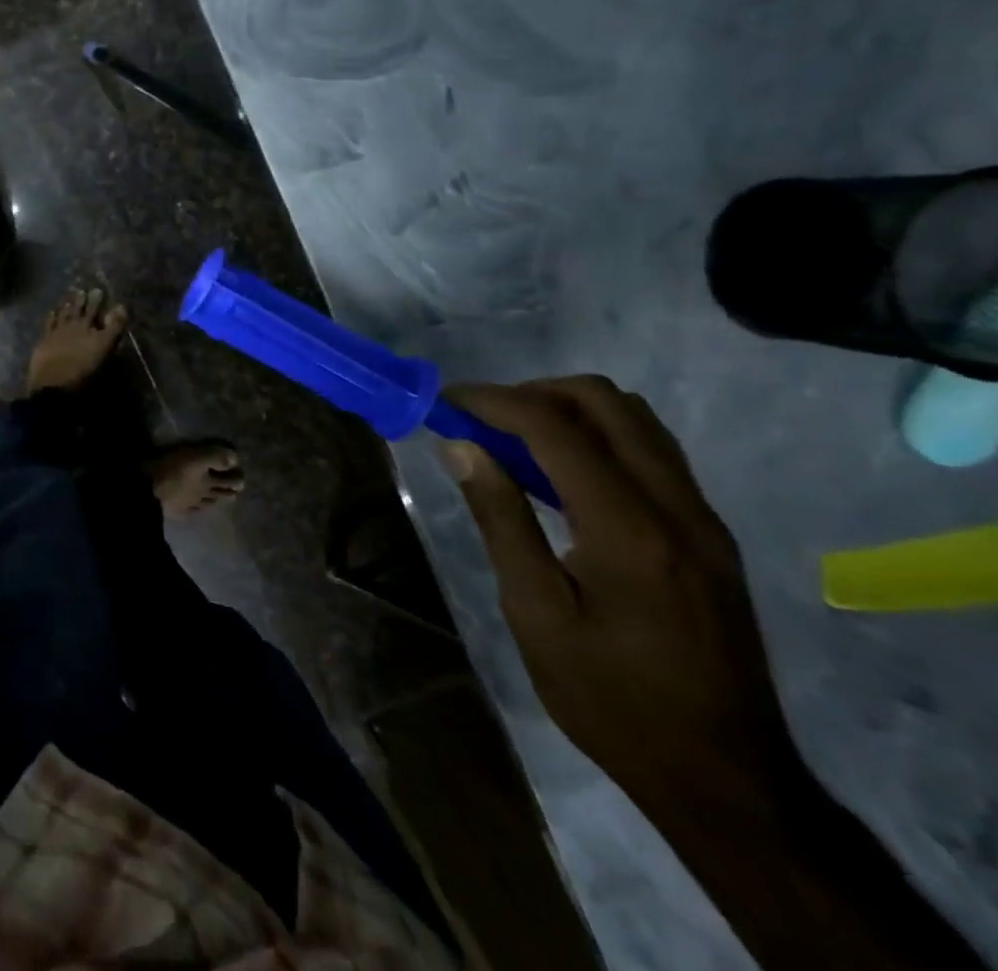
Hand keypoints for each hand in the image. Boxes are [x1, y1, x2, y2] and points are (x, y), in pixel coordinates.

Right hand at [441, 376, 799, 813]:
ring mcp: (702, 518)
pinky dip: (598, 437)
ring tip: (514, 442)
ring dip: (567, 410)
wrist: (726, 778)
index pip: (554, 426)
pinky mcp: (710, 534)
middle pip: (604, 401)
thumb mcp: (536, 614)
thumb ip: (500, 519)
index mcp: (629, 529)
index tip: (446, 403)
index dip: (493, 401)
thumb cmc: (611, 700)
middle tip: (481, 421)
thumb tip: (461, 446)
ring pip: (635, 419)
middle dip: (532, 393)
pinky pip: (651, 451)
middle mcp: (677, 507)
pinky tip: (560, 476)